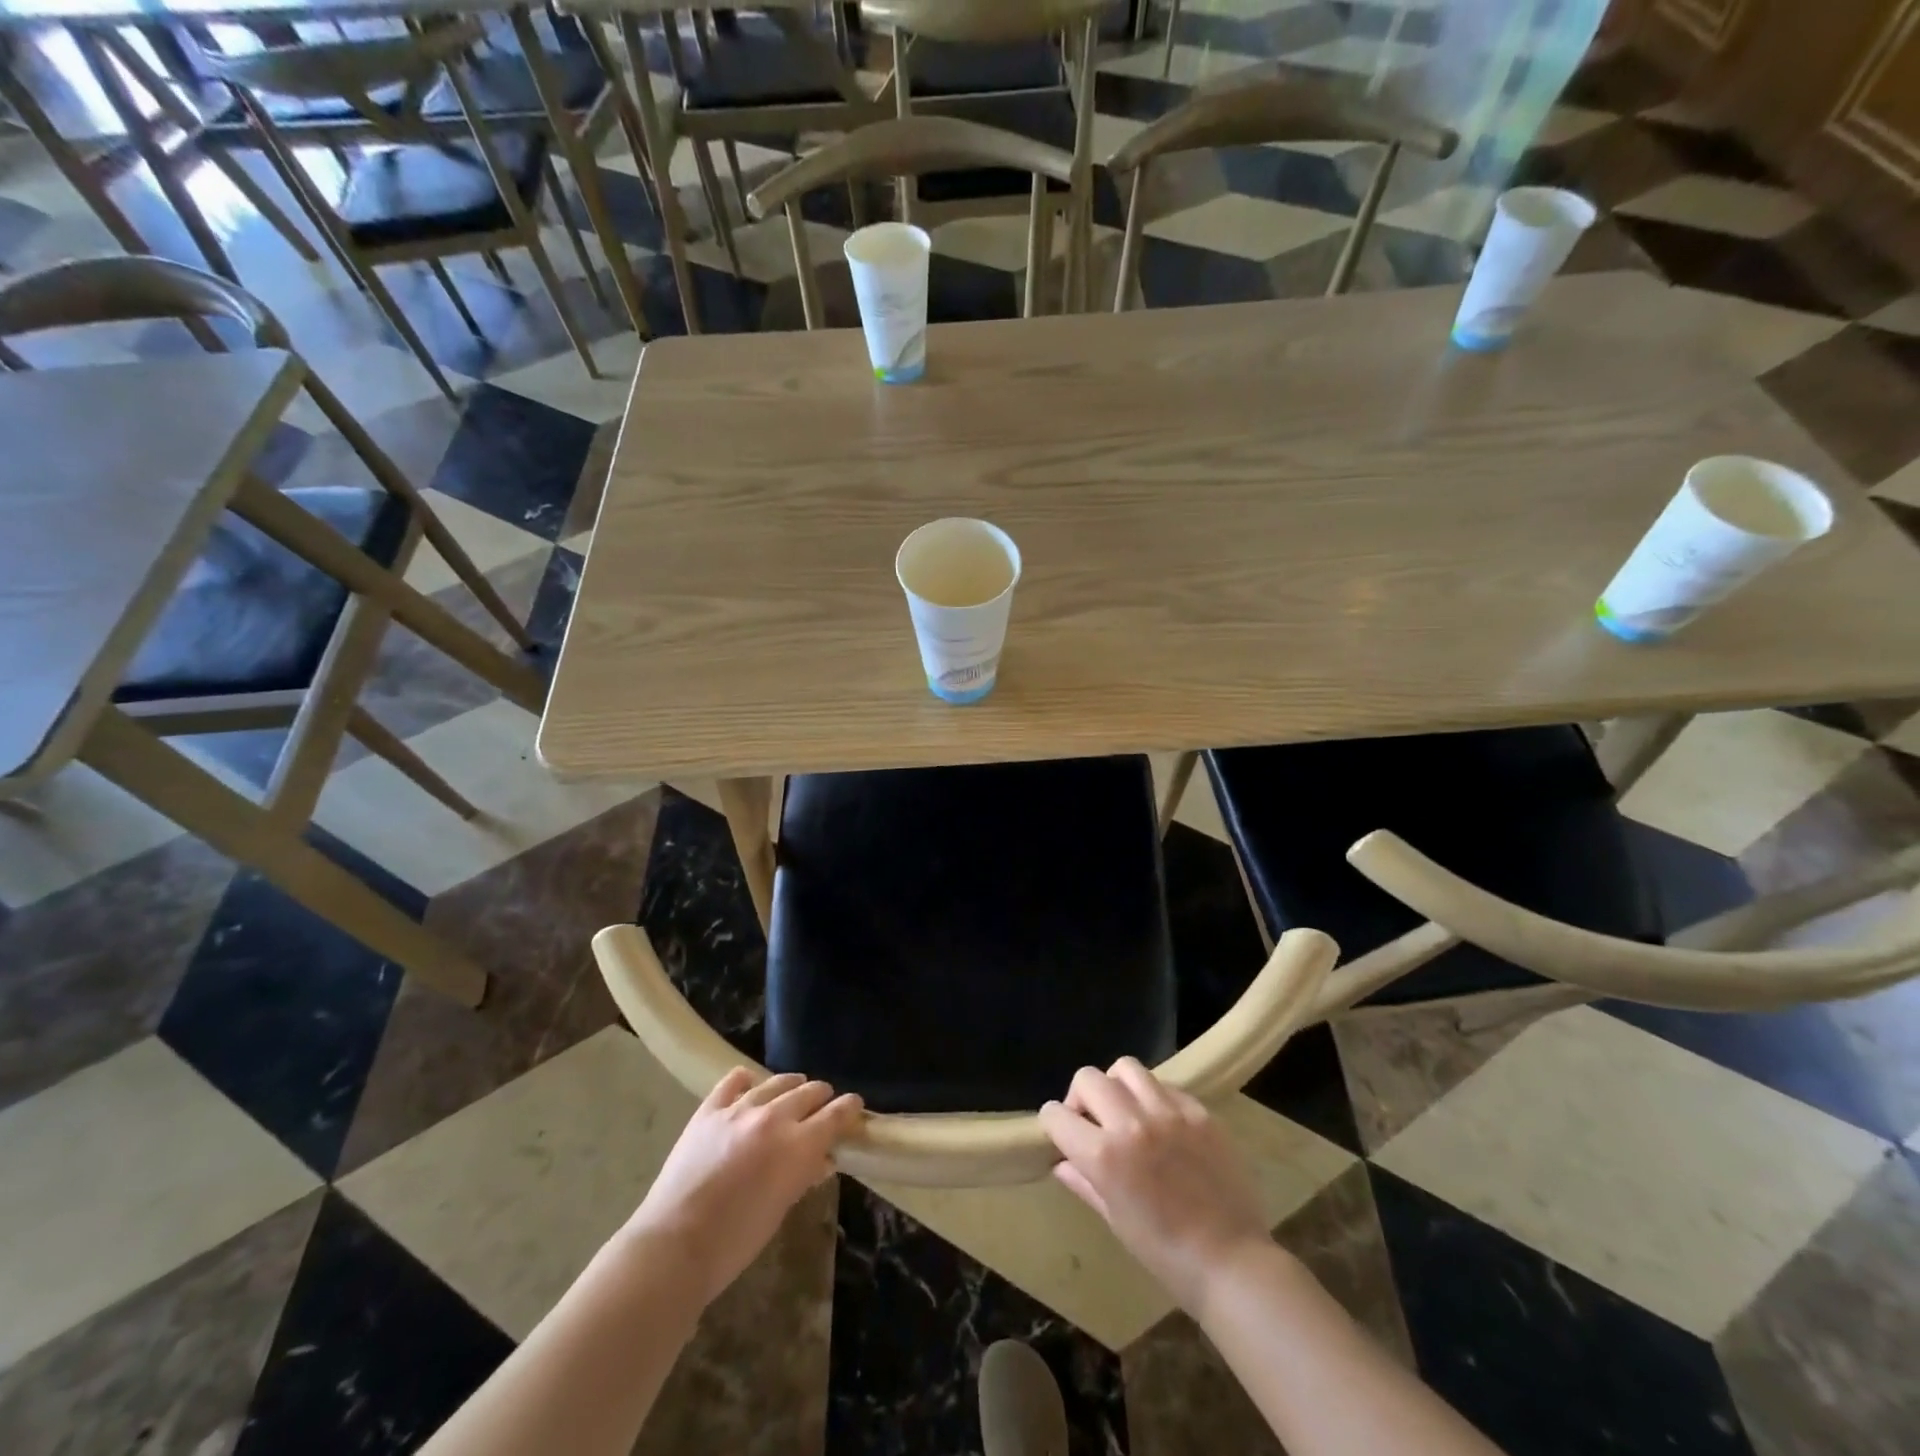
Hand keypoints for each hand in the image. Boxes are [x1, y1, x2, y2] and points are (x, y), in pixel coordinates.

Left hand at [623, 1068, 862, 1306]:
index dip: (849, 1108)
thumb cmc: (734, 1242)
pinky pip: (734, 1081)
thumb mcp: (780, 1209)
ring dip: (791, 1086)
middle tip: (824, 1106)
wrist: (673, 1246)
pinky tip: (750, 1087)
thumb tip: (823, 1159)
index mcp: (797, 1145)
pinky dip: (747, 1082)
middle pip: (809, 1091)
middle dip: (821, 1097)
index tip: (855, 1105)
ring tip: (794, 1091)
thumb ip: (804, 1176)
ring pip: (776, 1081)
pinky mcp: (709, 1109)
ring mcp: (739, 1109)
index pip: (835, 1114)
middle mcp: (773, 1117)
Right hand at [1039, 1058, 1272, 1312]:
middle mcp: (1132, 1122)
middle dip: (1081, 1098)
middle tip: (1094, 1122)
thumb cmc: (1166, 1254)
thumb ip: (1084, 1182)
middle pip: (1088, 1078)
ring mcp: (1169, 1112)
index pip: (1056, 1114)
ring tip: (1127, 1111)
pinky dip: (1154, 1097)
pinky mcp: (1199, 1111)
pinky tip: (1162, 1123)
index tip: (1064, 1136)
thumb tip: (1061, 1162)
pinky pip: (1165, 1085)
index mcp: (1104, 1155)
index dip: (1054, 1124)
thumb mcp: (1116, 1220)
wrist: (1232, 1263)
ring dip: (1117, 1086)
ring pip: (1126, 1068)